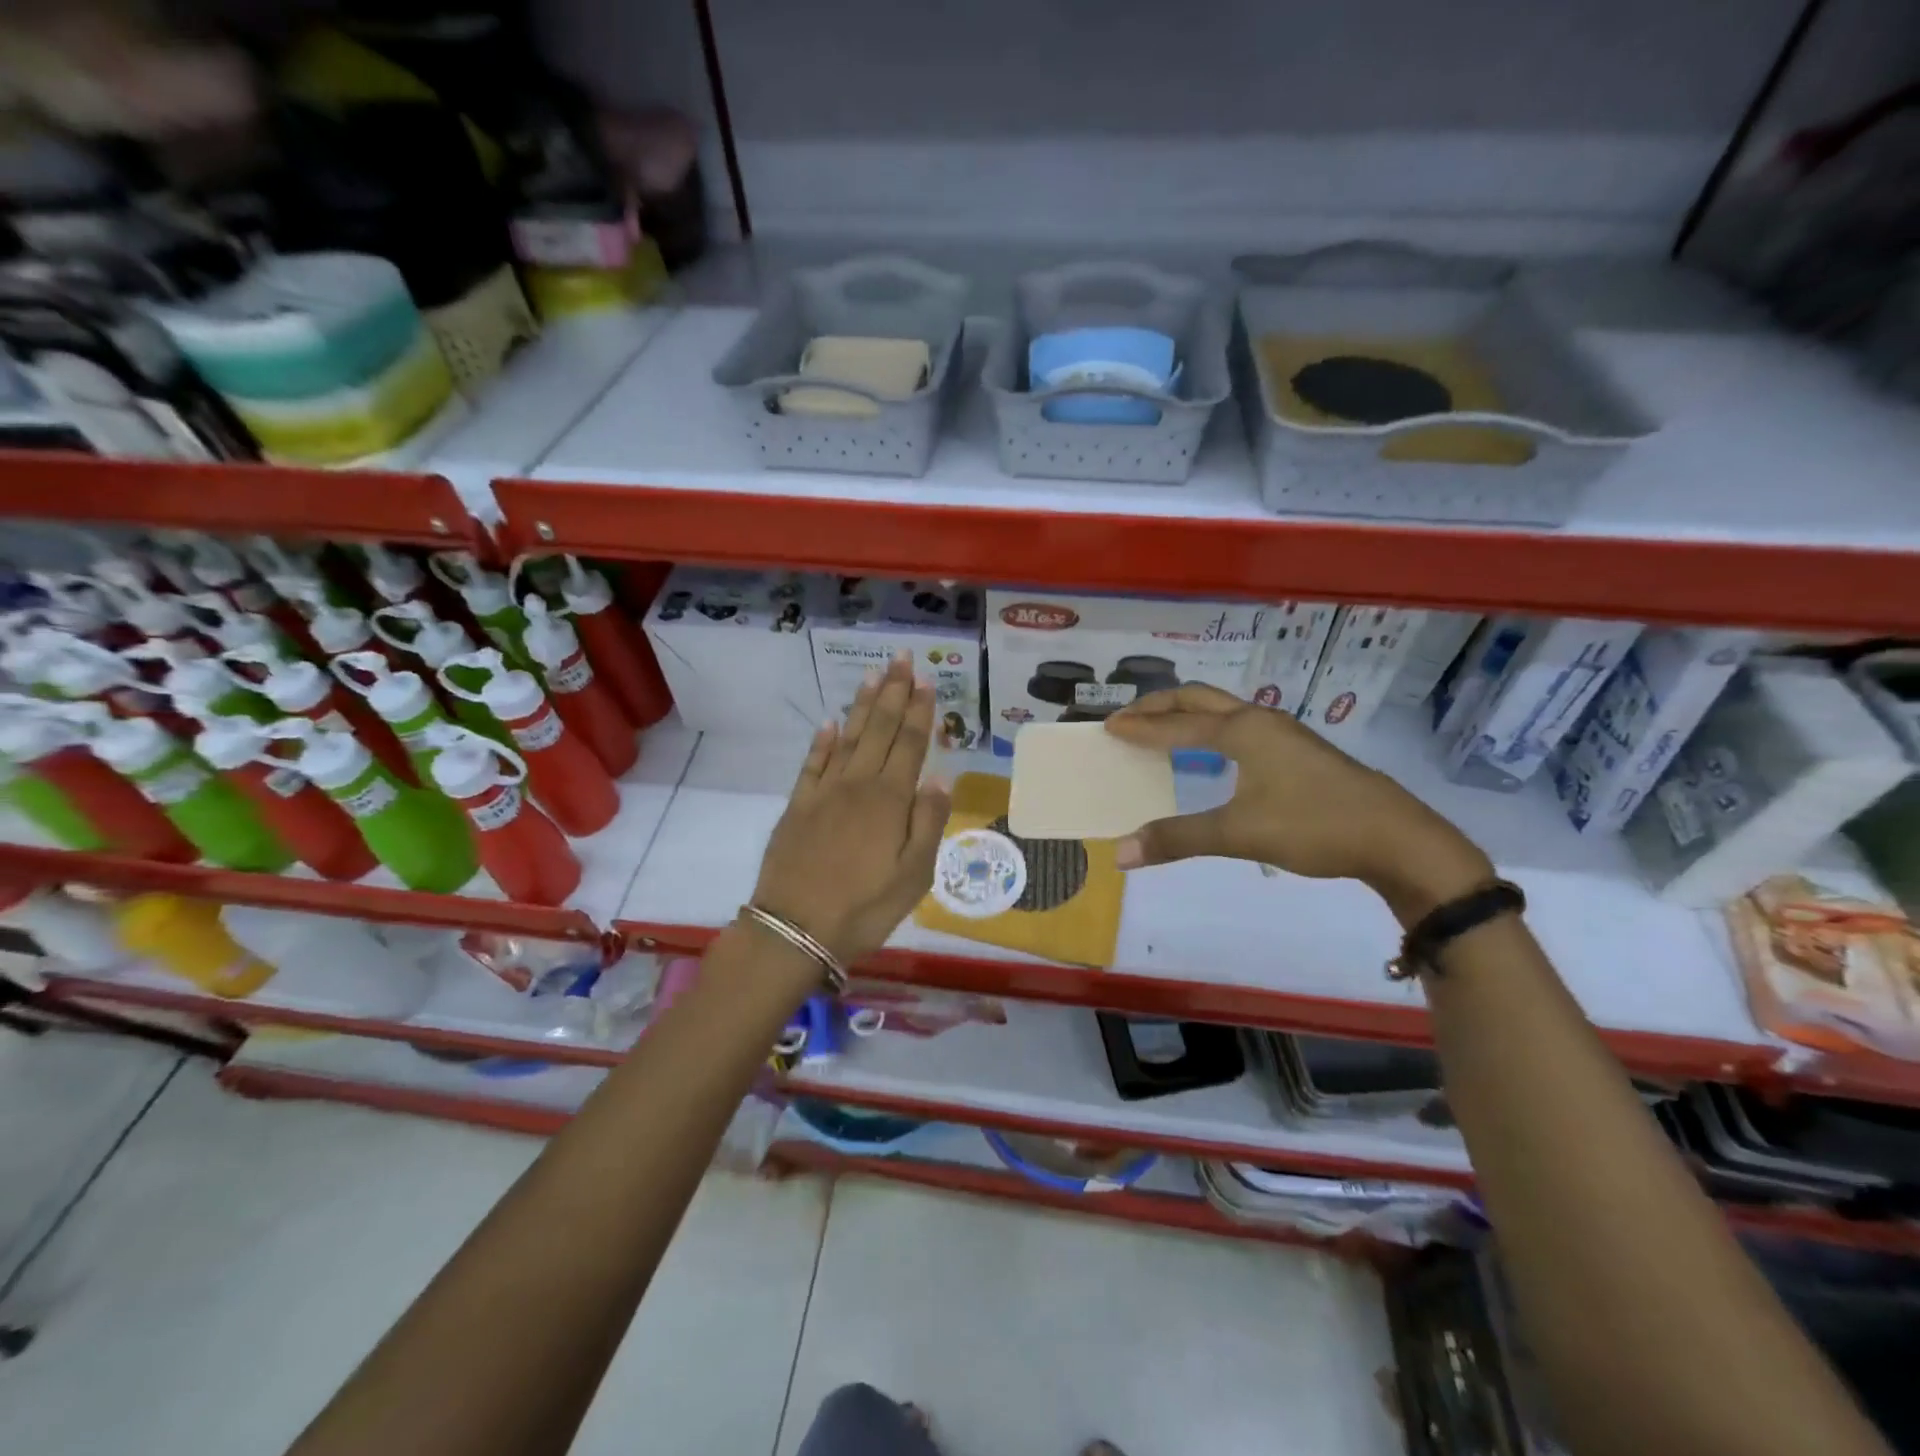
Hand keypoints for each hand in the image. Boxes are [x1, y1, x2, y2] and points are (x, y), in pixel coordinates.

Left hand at [751, 655, 950, 964]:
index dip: (918, 711)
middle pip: (878, 730)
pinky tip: (830, 723)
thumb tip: (939, 776)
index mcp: (890, 800)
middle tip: (901, 659)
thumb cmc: (865, 907)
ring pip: (847, 738)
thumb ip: (929, 822)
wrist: (795, 928)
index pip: (909, 744)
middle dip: (892, 693)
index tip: (925, 680)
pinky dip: (822, 741)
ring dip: (861, 706)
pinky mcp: (797, 806)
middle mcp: (857, 785)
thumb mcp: (914, 875)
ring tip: (873, 676)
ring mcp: (823, 793)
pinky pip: (812, 764)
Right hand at [1103, 684, 1492, 922]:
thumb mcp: (1240, 834)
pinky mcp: (1298, 752)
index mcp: (1242, 730)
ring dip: (1186, 715)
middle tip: (1126, 719)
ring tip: (1160, 731)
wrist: (1398, 839)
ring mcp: (1284, 734)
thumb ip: (1178, 839)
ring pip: (1222, 711)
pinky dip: (1209, 730)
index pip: (1176, 724)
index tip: (1107, 727)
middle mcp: (1260, 721)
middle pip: (1198, 699)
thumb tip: (1119, 853)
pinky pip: (1239, 727)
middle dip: (1158, 706)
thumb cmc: (1315, 826)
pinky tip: (1211, 755)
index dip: (1139, 727)